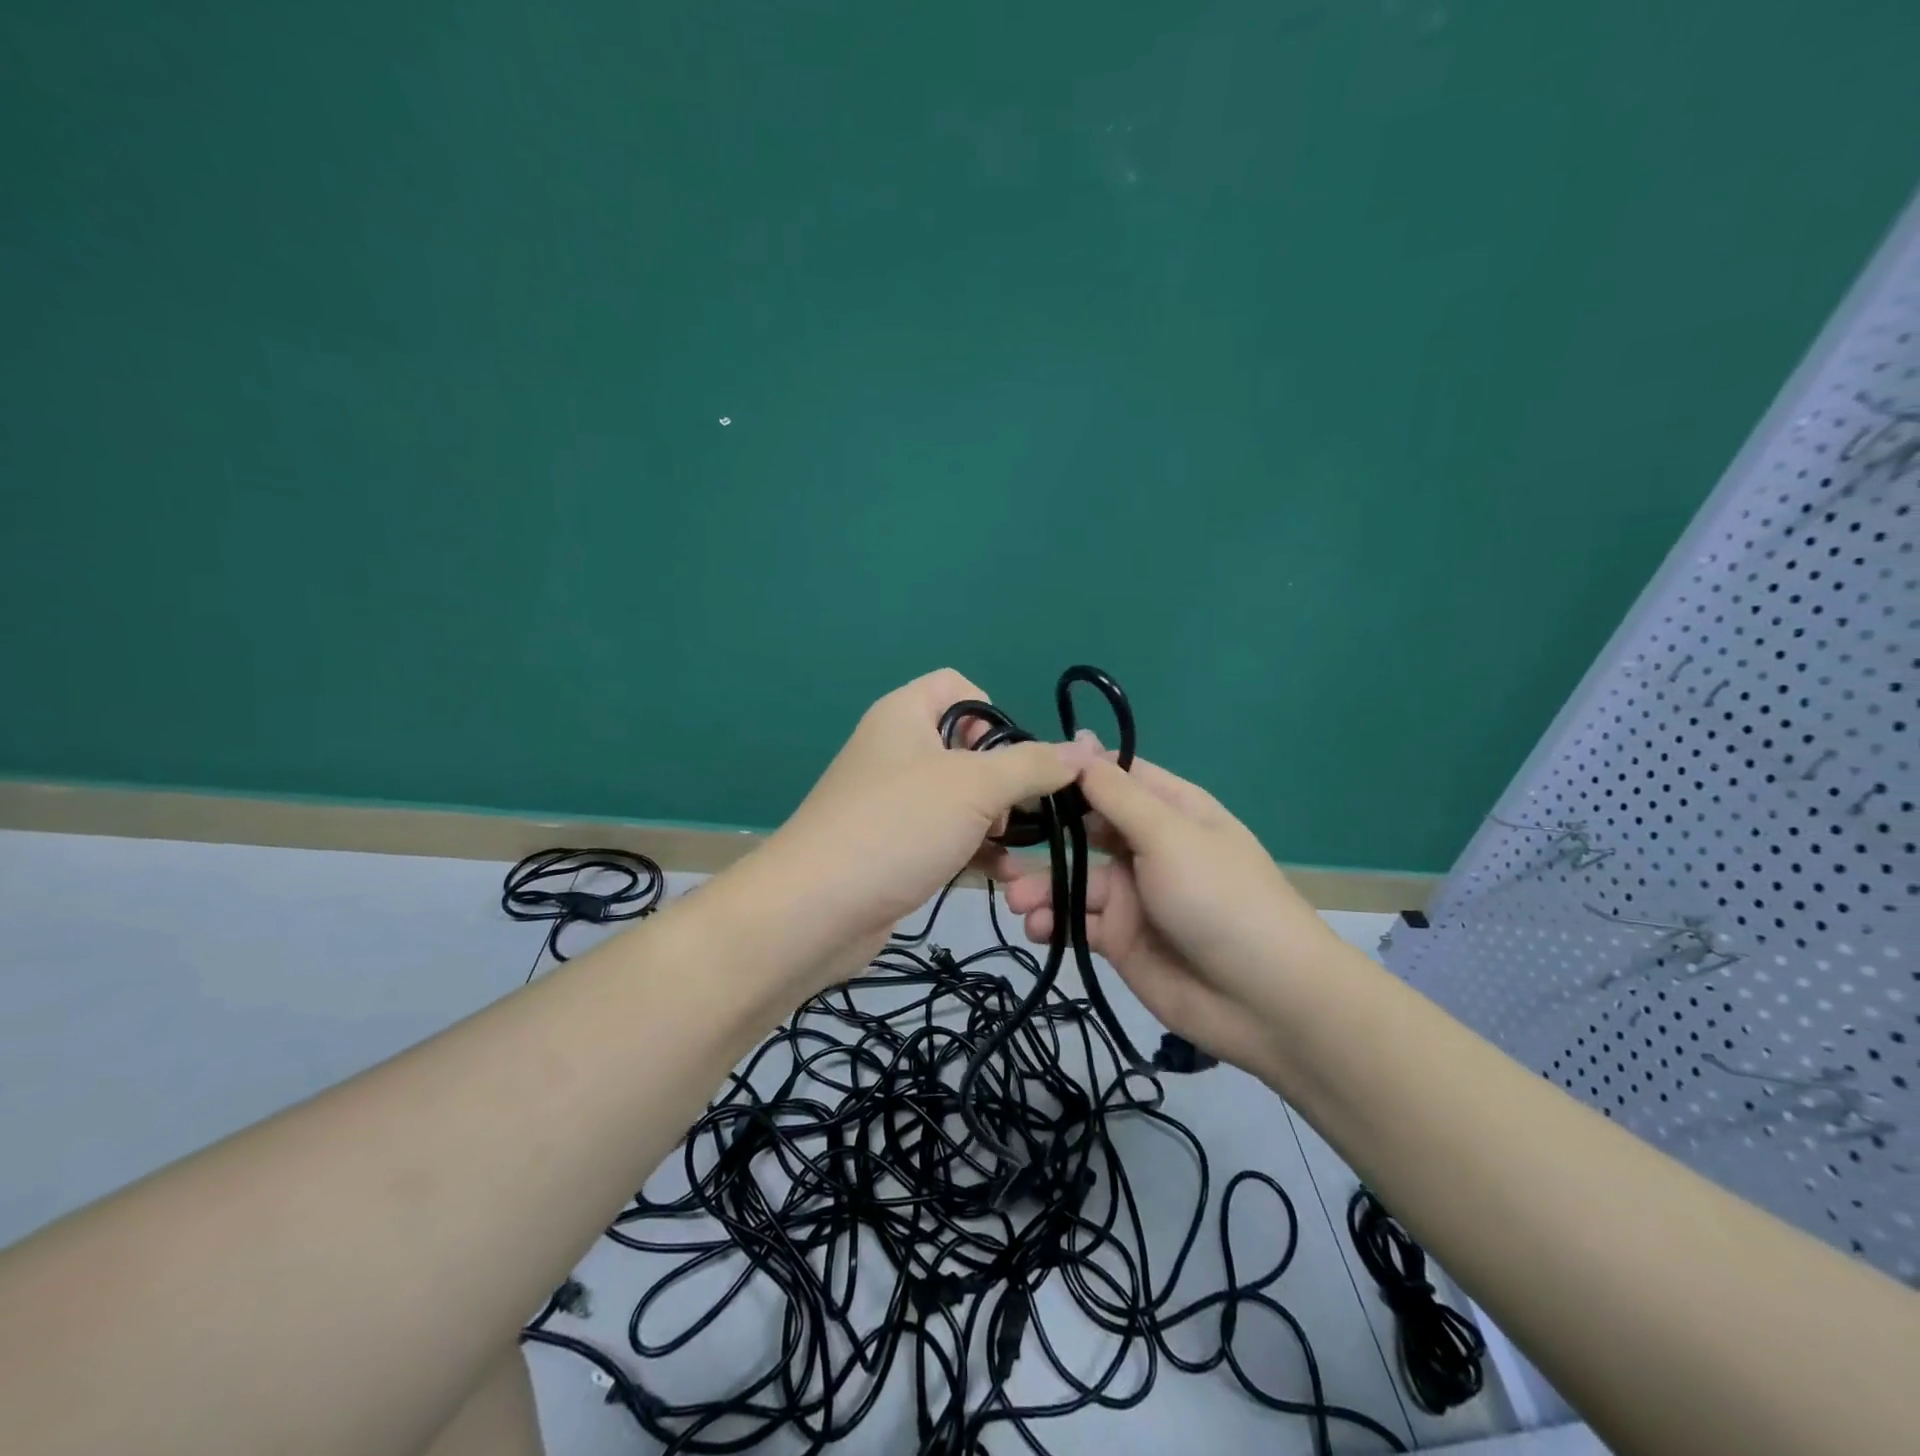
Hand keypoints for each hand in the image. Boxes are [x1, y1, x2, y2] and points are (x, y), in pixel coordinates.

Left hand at [753, 669, 1094, 982]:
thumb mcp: (973, 786)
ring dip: (998, 823)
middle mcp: (897, 750)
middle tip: (1015, 811)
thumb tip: (1083, 752)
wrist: (815, 911)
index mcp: (905, 714)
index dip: (994, 714)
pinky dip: (976, 852)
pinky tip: (1005, 879)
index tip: (1013, 757)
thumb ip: (1032, 765)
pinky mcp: (896, 846)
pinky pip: (948, 836)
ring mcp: (894, 802)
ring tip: (1019, 852)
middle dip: (1004, 779)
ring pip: (963, 798)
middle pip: (968, 746)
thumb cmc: (896, 826)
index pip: (959, 687)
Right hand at [988, 741, 1343, 1077]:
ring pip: (1074, 880)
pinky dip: (1054, 923)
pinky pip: (1078, 922)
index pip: (1113, 776)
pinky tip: (1038, 929)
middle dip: (1043, 835)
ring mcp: (1134, 895)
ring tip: (1017, 902)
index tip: (1022, 773)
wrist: (1266, 1002)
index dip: (1071, 772)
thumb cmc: (1220, 899)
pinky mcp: (1121, 940)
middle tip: (1000, 841)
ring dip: (1042, 887)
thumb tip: (1080, 740)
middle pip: (1084, 829)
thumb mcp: (1169, 836)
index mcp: (1170, 809)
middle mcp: (1148, 846)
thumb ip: (1117, 794)